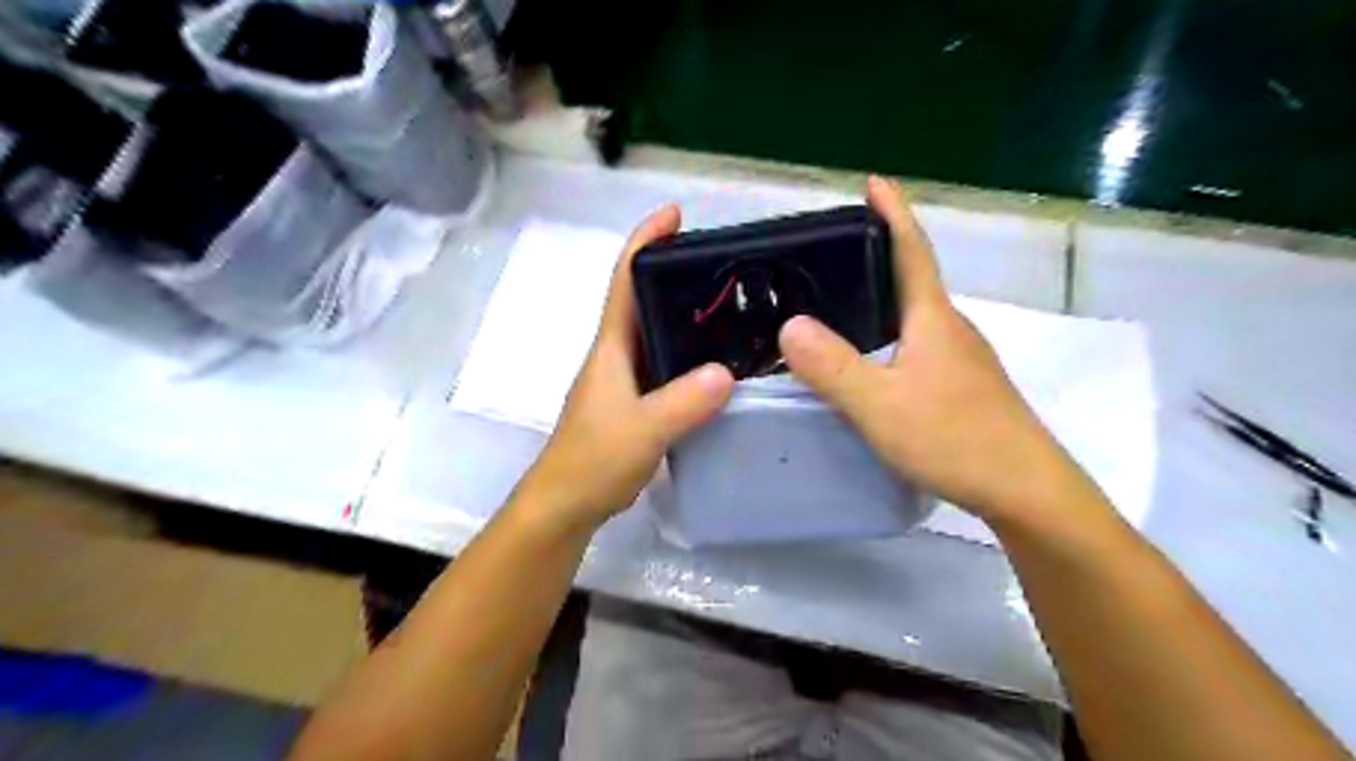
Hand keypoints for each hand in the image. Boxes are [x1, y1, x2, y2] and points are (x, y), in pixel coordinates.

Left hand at [521, 204, 738, 532]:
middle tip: (724, 264)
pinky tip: (718, 364)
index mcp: (611, 348)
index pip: (625, 281)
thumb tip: (727, 372)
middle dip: (675, 273)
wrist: (566, 505)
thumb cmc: (592, 461)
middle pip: (643, 300)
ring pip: (657, 334)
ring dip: (685, 314)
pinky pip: (666, 366)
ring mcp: (625, 380)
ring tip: (732, 306)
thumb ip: (682, 403)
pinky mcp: (634, 403)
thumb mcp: (641, 430)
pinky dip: (689, 354)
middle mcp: (617, 355)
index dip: (646, 241)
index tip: (675, 214)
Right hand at [778, 174, 1106, 528]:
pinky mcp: (962, 386)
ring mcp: (961, 359)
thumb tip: (789, 325)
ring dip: (883, 297)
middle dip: (879, 254)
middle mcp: (950, 329)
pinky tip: (871, 358)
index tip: (874, 181)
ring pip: (914, 316)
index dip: (892, 214)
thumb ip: (833, 367)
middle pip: (912, 279)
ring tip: (840, 299)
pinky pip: (917, 344)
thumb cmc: (955, 439)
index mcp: (933, 319)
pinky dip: (889, 334)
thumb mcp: (881, 405)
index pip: (911, 250)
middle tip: (832, 250)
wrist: (1027, 491)